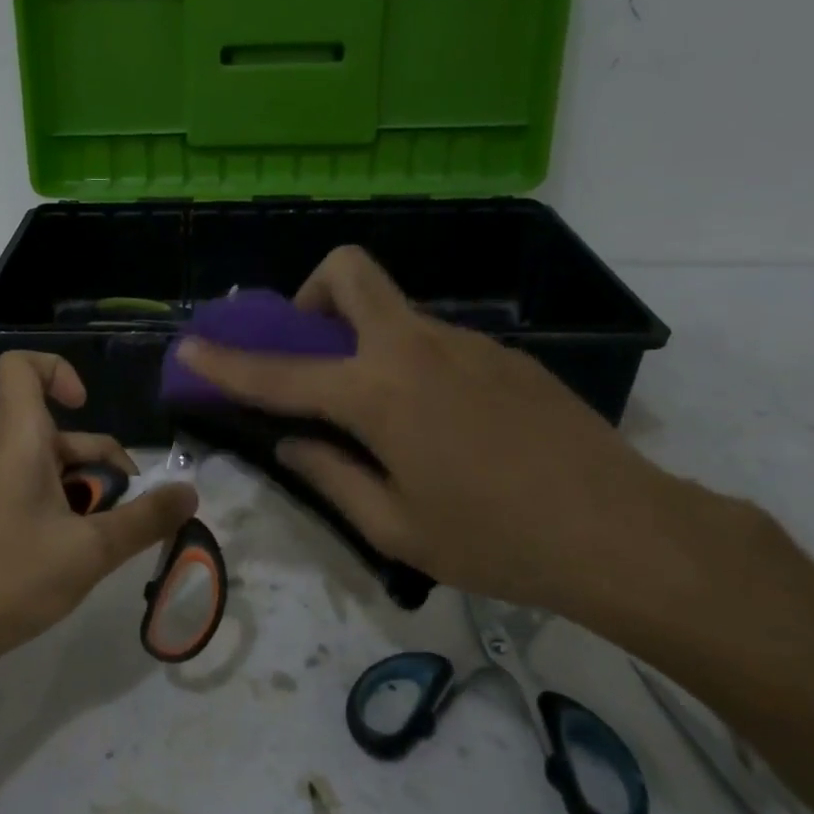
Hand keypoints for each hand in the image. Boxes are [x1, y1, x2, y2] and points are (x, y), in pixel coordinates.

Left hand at [0, 351, 198, 668]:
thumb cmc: (10, 578)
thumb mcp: (91, 550)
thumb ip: (146, 520)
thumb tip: (190, 491)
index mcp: (19, 441)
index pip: (21, 368)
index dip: (58, 370)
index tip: (87, 406)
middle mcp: (2, 455)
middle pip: (60, 432)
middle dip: (104, 463)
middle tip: (131, 510)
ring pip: (52, 469)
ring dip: (89, 494)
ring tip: (108, 542)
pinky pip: (35, 495)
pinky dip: (65, 513)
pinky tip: (77, 558)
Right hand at [173, 248, 716, 624]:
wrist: (624, 532)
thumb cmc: (496, 540)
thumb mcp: (397, 528)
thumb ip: (331, 476)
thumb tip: (293, 444)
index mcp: (379, 393)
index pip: (281, 372)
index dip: (227, 361)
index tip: (189, 344)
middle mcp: (415, 348)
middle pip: (348, 273)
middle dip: (311, 297)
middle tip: (314, 355)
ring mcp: (466, 344)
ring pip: (393, 313)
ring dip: (364, 342)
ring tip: (386, 419)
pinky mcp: (504, 356)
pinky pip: (434, 343)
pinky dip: (410, 366)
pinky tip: (443, 429)